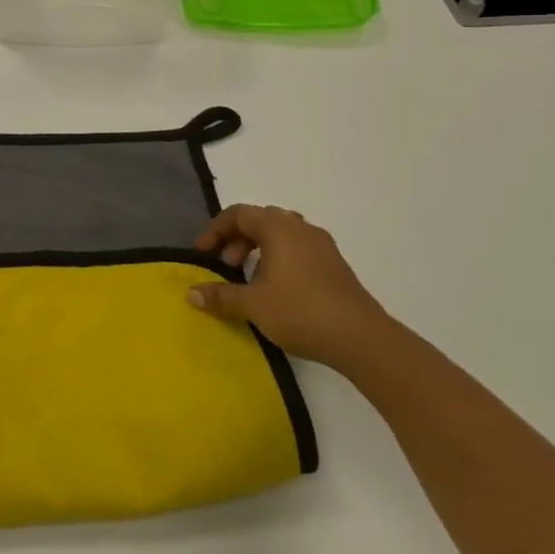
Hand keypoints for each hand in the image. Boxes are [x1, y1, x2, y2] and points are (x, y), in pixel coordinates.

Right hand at [188, 205, 389, 369]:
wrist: (363, 339)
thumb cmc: (301, 312)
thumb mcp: (253, 304)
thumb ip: (220, 295)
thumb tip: (191, 293)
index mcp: (279, 228)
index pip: (239, 214)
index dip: (215, 229)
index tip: (202, 252)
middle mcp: (301, 229)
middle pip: (261, 220)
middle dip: (237, 239)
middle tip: (226, 265)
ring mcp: (322, 247)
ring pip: (282, 235)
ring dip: (259, 249)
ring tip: (250, 278)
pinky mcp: (336, 266)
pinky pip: (298, 250)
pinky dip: (279, 259)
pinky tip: (276, 289)